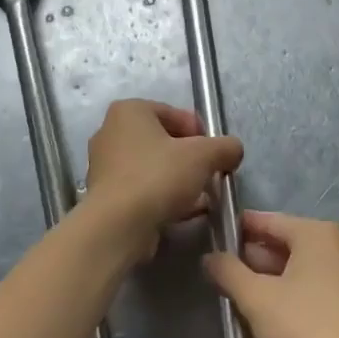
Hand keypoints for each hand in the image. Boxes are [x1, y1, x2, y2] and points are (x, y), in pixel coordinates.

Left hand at [84, 99, 242, 262]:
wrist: (117, 226)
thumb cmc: (158, 176)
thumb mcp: (203, 155)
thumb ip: (225, 147)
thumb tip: (234, 150)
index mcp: (129, 111)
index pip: (174, 114)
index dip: (200, 133)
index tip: (214, 155)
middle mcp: (111, 132)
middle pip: (163, 141)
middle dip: (189, 158)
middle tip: (209, 175)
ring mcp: (105, 165)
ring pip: (153, 167)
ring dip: (178, 180)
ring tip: (200, 198)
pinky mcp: (105, 195)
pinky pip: (142, 189)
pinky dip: (162, 197)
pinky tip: (184, 213)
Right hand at [203, 211, 338, 337]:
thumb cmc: (304, 327)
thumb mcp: (256, 298)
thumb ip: (229, 272)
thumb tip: (209, 256)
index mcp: (316, 233)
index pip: (269, 221)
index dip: (240, 228)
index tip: (215, 235)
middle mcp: (337, 246)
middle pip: (286, 243)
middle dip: (254, 257)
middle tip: (223, 270)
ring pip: (300, 268)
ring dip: (271, 278)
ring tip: (240, 293)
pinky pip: (314, 288)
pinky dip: (292, 293)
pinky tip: (271, 313)